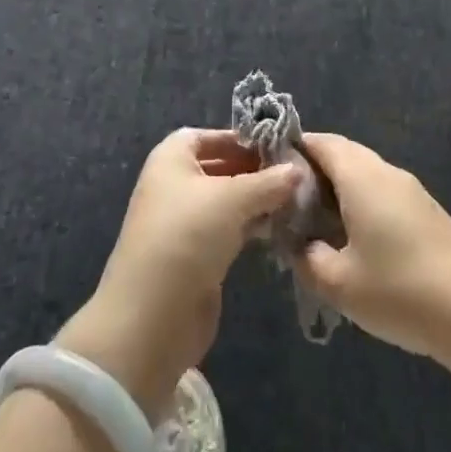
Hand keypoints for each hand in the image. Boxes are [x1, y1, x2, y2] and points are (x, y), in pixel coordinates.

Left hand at [58, 130, 298, 415]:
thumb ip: (268, 182)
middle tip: (294, 173)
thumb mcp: (232, 199)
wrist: (152, 315)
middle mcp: (174, 185)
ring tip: (295, 199)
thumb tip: (298, 169)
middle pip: (219, 167)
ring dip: (257, 200)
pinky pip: (228, 230)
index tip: (276, 146)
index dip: (239, 138)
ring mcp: (184, 223)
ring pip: (226, 201)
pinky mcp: (195, 256)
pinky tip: (279, 227)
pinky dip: (250, 226)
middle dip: (254, 169)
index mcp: (172, 159)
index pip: (208, 136)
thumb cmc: (187, 236)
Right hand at [294, 134, 450, 371]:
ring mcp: (411, 191)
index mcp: (362, 176)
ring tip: (312, 223)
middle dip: (312, 170)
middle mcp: (387, 172)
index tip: (268, 169)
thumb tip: (297, 242)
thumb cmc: (401, 291)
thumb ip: (307, 257)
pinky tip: (351, 239)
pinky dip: (359, 203)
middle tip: (285, 201)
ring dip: (337, 189)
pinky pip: (382, 192)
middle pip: (343, 154)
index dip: (293, 148)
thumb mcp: (339, 283)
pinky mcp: (426, 212)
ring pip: (364, 174)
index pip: (321, 142)